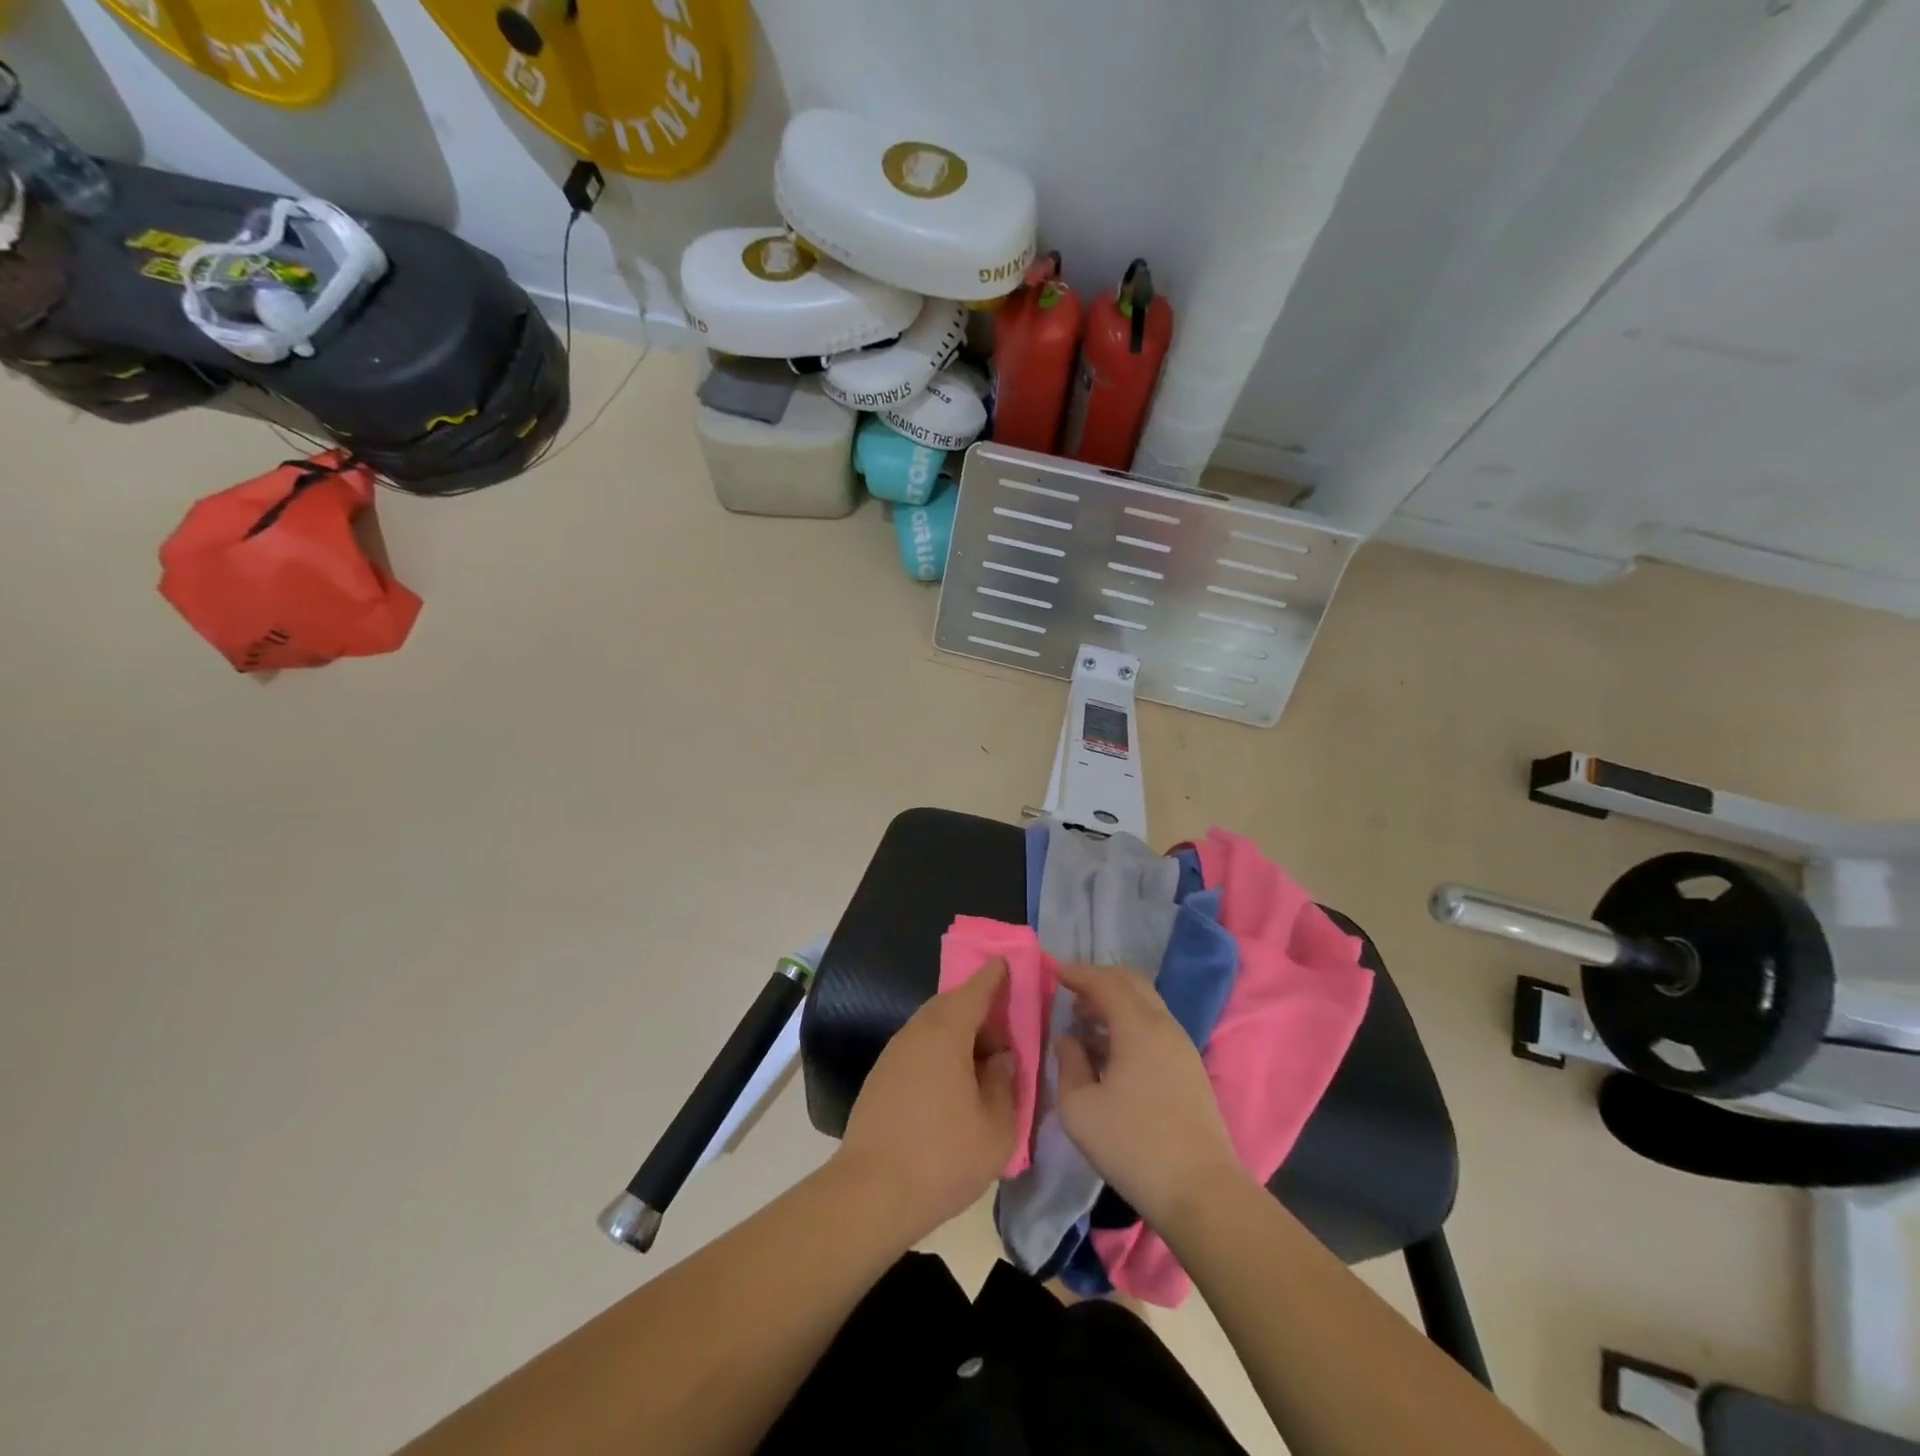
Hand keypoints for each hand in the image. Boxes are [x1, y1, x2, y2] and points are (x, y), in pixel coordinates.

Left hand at [834, 960, 1018, 1245]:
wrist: (870, 1194)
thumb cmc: (942, 1157)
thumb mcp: (996, 1128)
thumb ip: (1006, 1084)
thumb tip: (1002, 1059)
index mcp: (946, 1032)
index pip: (974, 990)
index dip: (993, 976)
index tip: (1006, 963)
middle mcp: (916, 1032)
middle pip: (951, 1005)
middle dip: (979, 1011)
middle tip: (1005, 1036)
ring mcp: (893, 1054)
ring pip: (933, 1028)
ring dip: (959, 1036)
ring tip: (982, 1068)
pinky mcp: (880, 1077)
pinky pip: (918, 1049)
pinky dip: (940, 1053)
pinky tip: (953, 1087)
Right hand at [1054, 962, 1249, 1229]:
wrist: (1201, 1192)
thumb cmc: (1132, 1146)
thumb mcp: (1080, 1108)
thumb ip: (1068, 1064)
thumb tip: (1069, 1040)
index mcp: (1138, 1026)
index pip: (1105, 982)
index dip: (1078, 973)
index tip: (1055, 972)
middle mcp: (1164, 1026)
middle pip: (1132, 984)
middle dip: (1100, 981)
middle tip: (1071, 992)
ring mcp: (1182, 1048)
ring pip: (1146, 1006)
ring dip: (1116, 1003)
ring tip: (1086, 1021)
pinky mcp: (1190, 1070)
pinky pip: (1155, 1028)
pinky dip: (1130, 1023)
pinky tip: (1111, 1050)